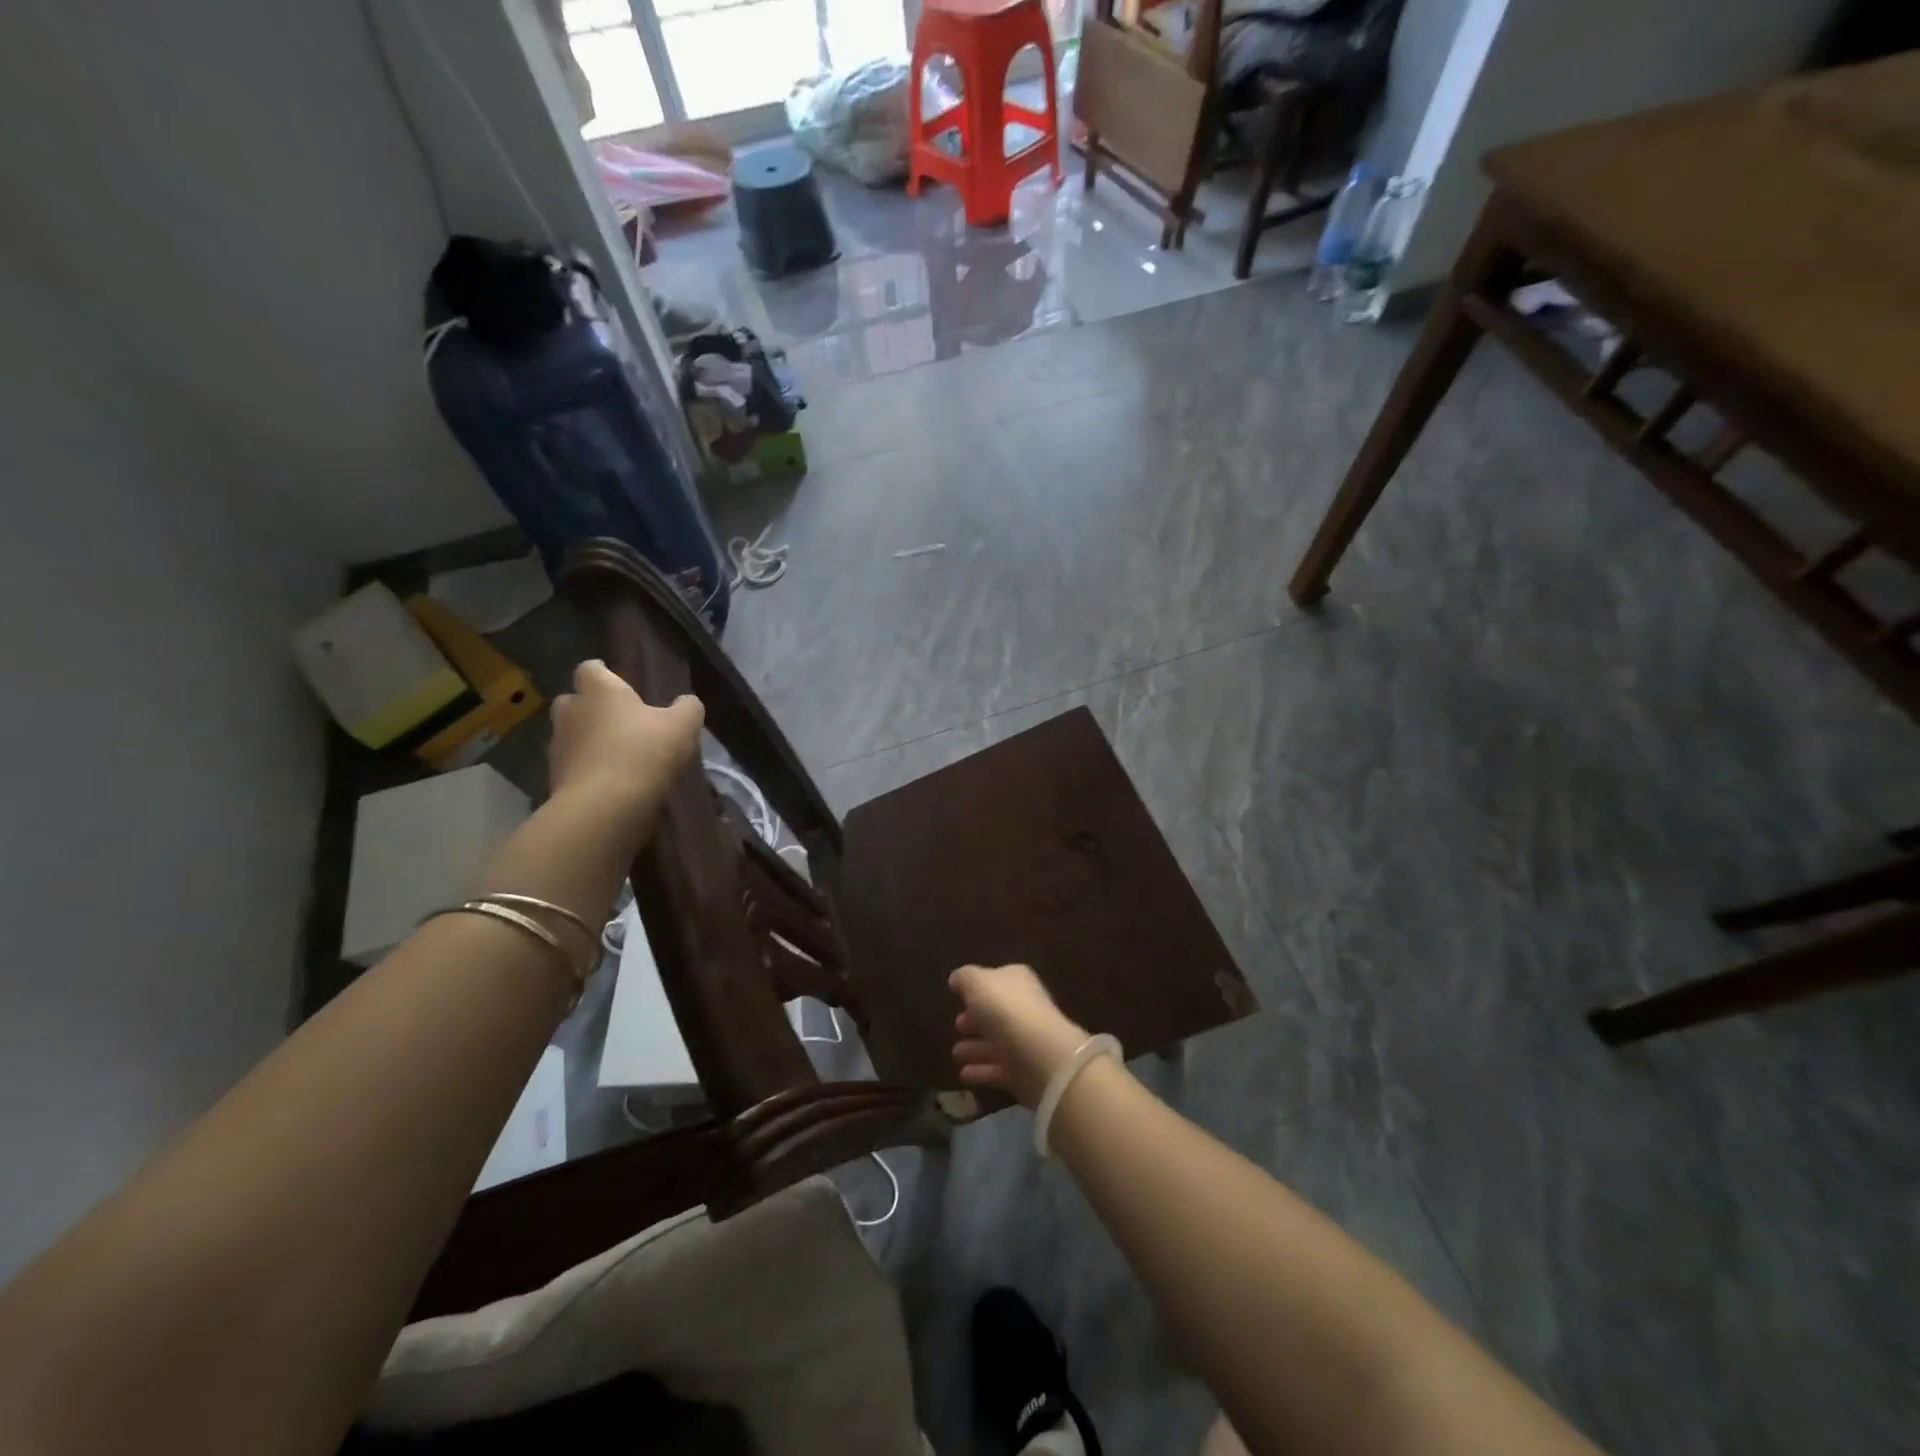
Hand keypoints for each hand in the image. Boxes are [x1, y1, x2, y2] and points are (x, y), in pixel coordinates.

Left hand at [547, 660, 702, 826]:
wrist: (603, 809)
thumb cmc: (643, 753)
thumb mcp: (683, 726)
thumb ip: (688, 708)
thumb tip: (686, 702)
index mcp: (599, 691)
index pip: (591, 668)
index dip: (604, 672)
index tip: (619, 681)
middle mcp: (571, 712)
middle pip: (575, 700)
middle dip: (592, 707)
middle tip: (620, 720)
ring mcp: (558, 747)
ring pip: (573, 735)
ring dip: (590, 741)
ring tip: (619, 756)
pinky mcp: (555, 779)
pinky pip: (574, 766)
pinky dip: (589, 769)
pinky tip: (613, 782)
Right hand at [950, 963, 1089, 1107]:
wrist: (1039, 1055)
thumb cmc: (1006, 1009)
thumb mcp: (977, 982)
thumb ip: (964, 978)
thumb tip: (957, 980)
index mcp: (1017, 981)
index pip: (997, 980)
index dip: (977, 987)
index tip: (959, 996)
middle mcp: (1023, 1008)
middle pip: (996, 1012)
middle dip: (976, 1018)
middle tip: (956, 1025)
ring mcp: (1024, 1041)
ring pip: (995, 1042)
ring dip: (975, 1048)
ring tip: (955, 1053)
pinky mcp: (1023, 1072)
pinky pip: (997, 1070)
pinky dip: (981, 1071)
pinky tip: (963, 1074)